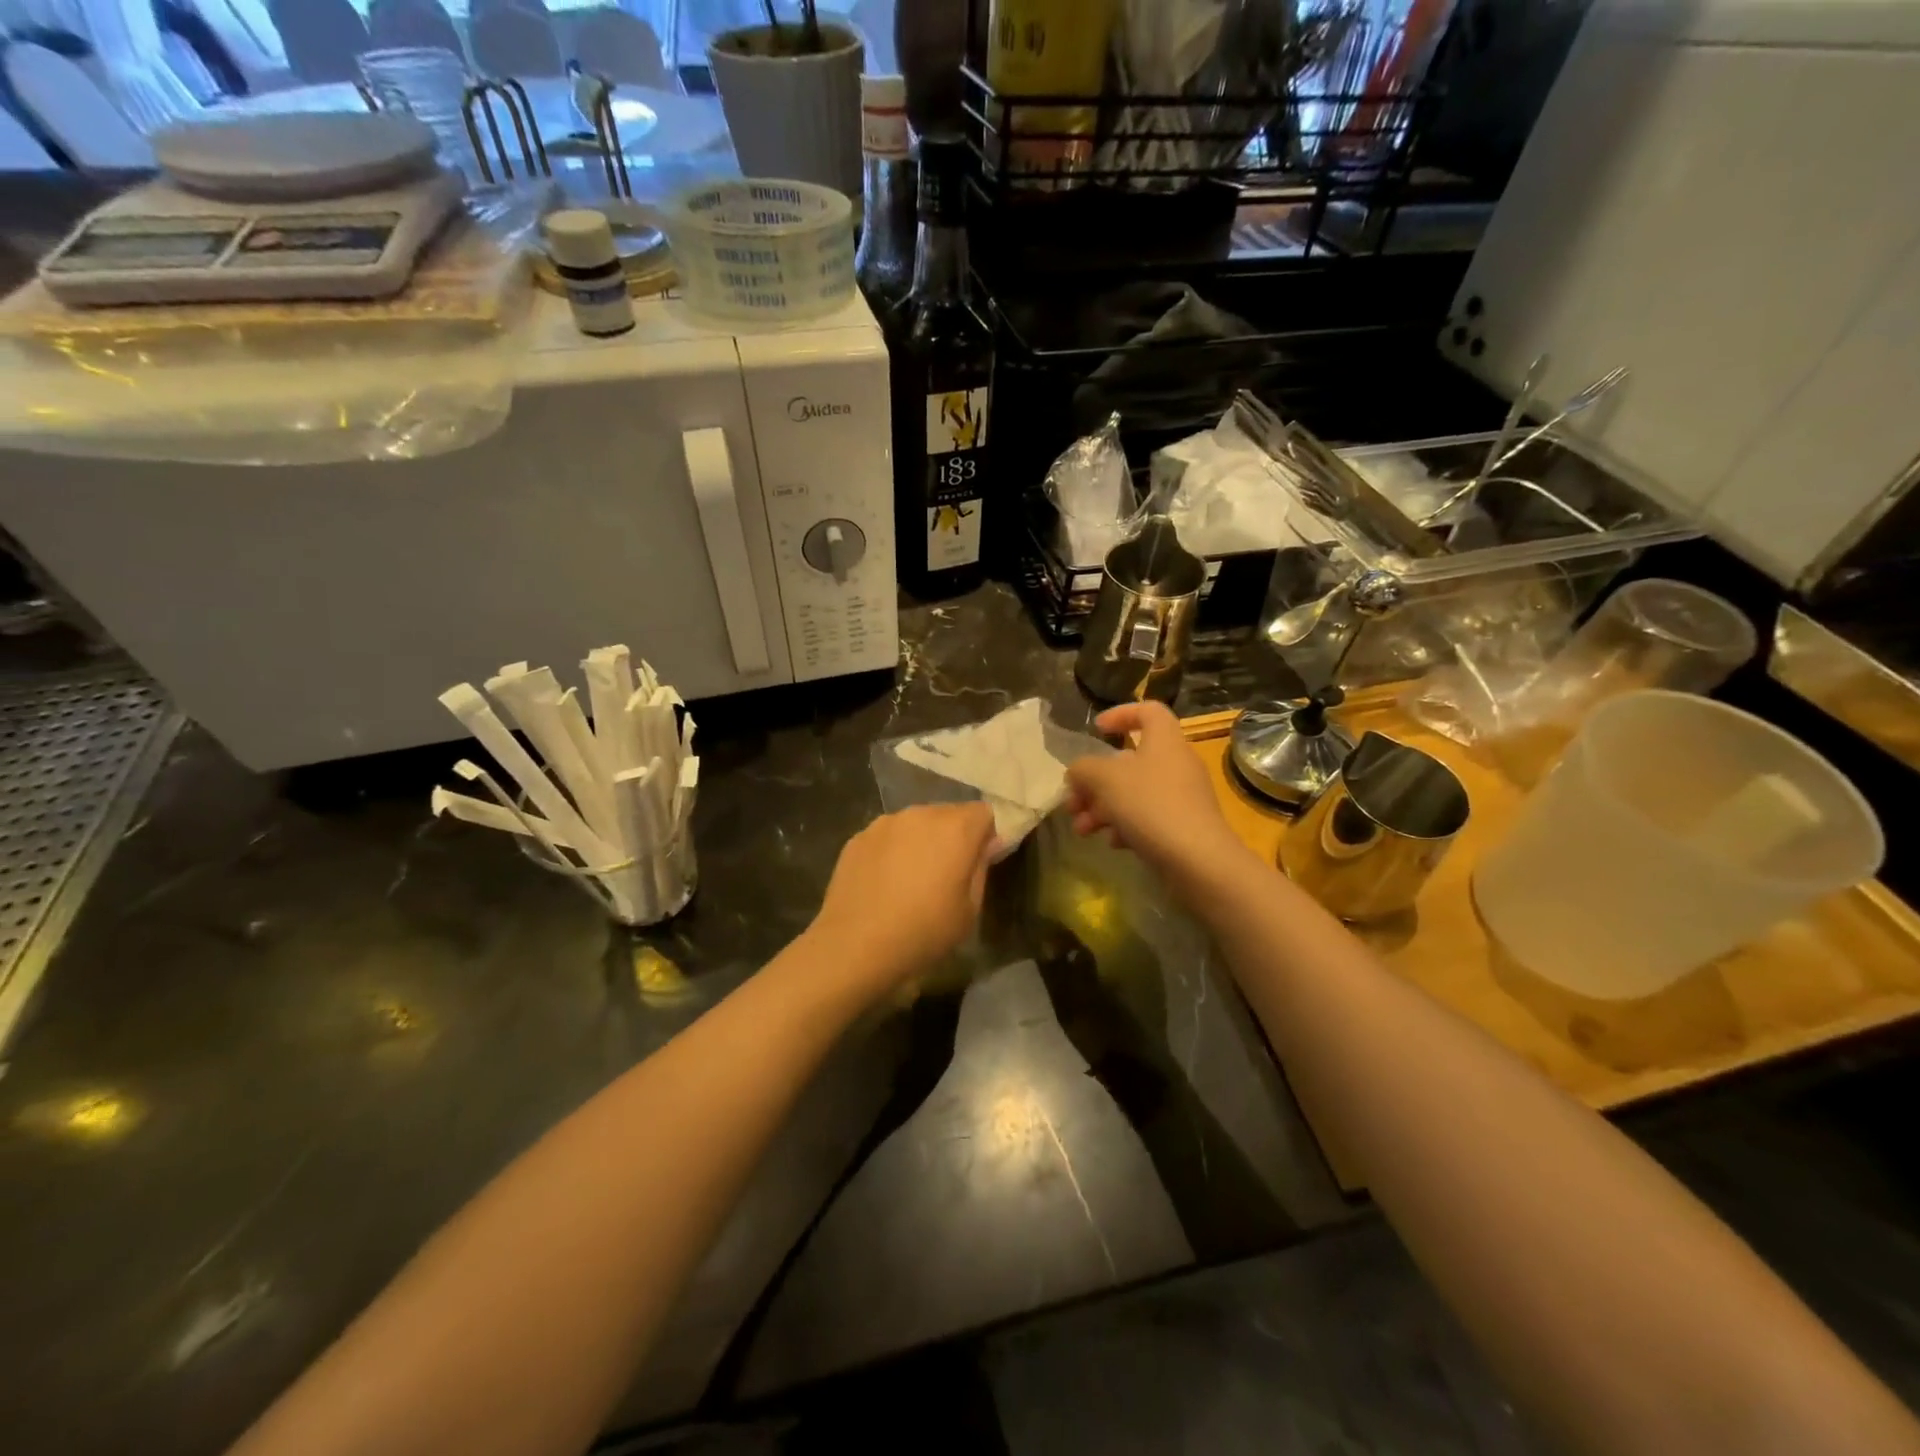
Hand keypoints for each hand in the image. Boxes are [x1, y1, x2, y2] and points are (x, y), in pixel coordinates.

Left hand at [806, 803, 996, 996]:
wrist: (854, 946)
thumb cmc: (923, 932)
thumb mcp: (969, 909)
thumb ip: (981, 868)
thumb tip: (987, 844)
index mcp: (955, 828)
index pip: (984, 812)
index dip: (987, 834)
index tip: (981, 861)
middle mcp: (921, 814)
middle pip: (949, 814)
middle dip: (954, 836)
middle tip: (947, 873)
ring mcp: (885, 822)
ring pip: (916, 823)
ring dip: (922, 841)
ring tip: (912, 879)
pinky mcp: (859, 836)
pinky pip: (888, 836)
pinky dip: (893, 850)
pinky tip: (885, 883)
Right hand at [1066, 702, 1248, 891]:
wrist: (1198, 859)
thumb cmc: (1150, 805)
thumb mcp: (1105, 779)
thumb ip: (1083, 769)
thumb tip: (1077, 772)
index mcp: (1164, 740)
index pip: (1148, 711)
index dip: (1121, 714)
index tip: (1096, 730)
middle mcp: (1176, 763)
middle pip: (1130, 761)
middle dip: (1095, 782)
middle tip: (1073, 802)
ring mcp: (1182, 796)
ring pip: (1134, 793)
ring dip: (1103, 808)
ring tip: (1083, 830)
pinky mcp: (1184, 825)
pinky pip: (1148, 817)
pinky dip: (1126, 826)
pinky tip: (1113, 843)